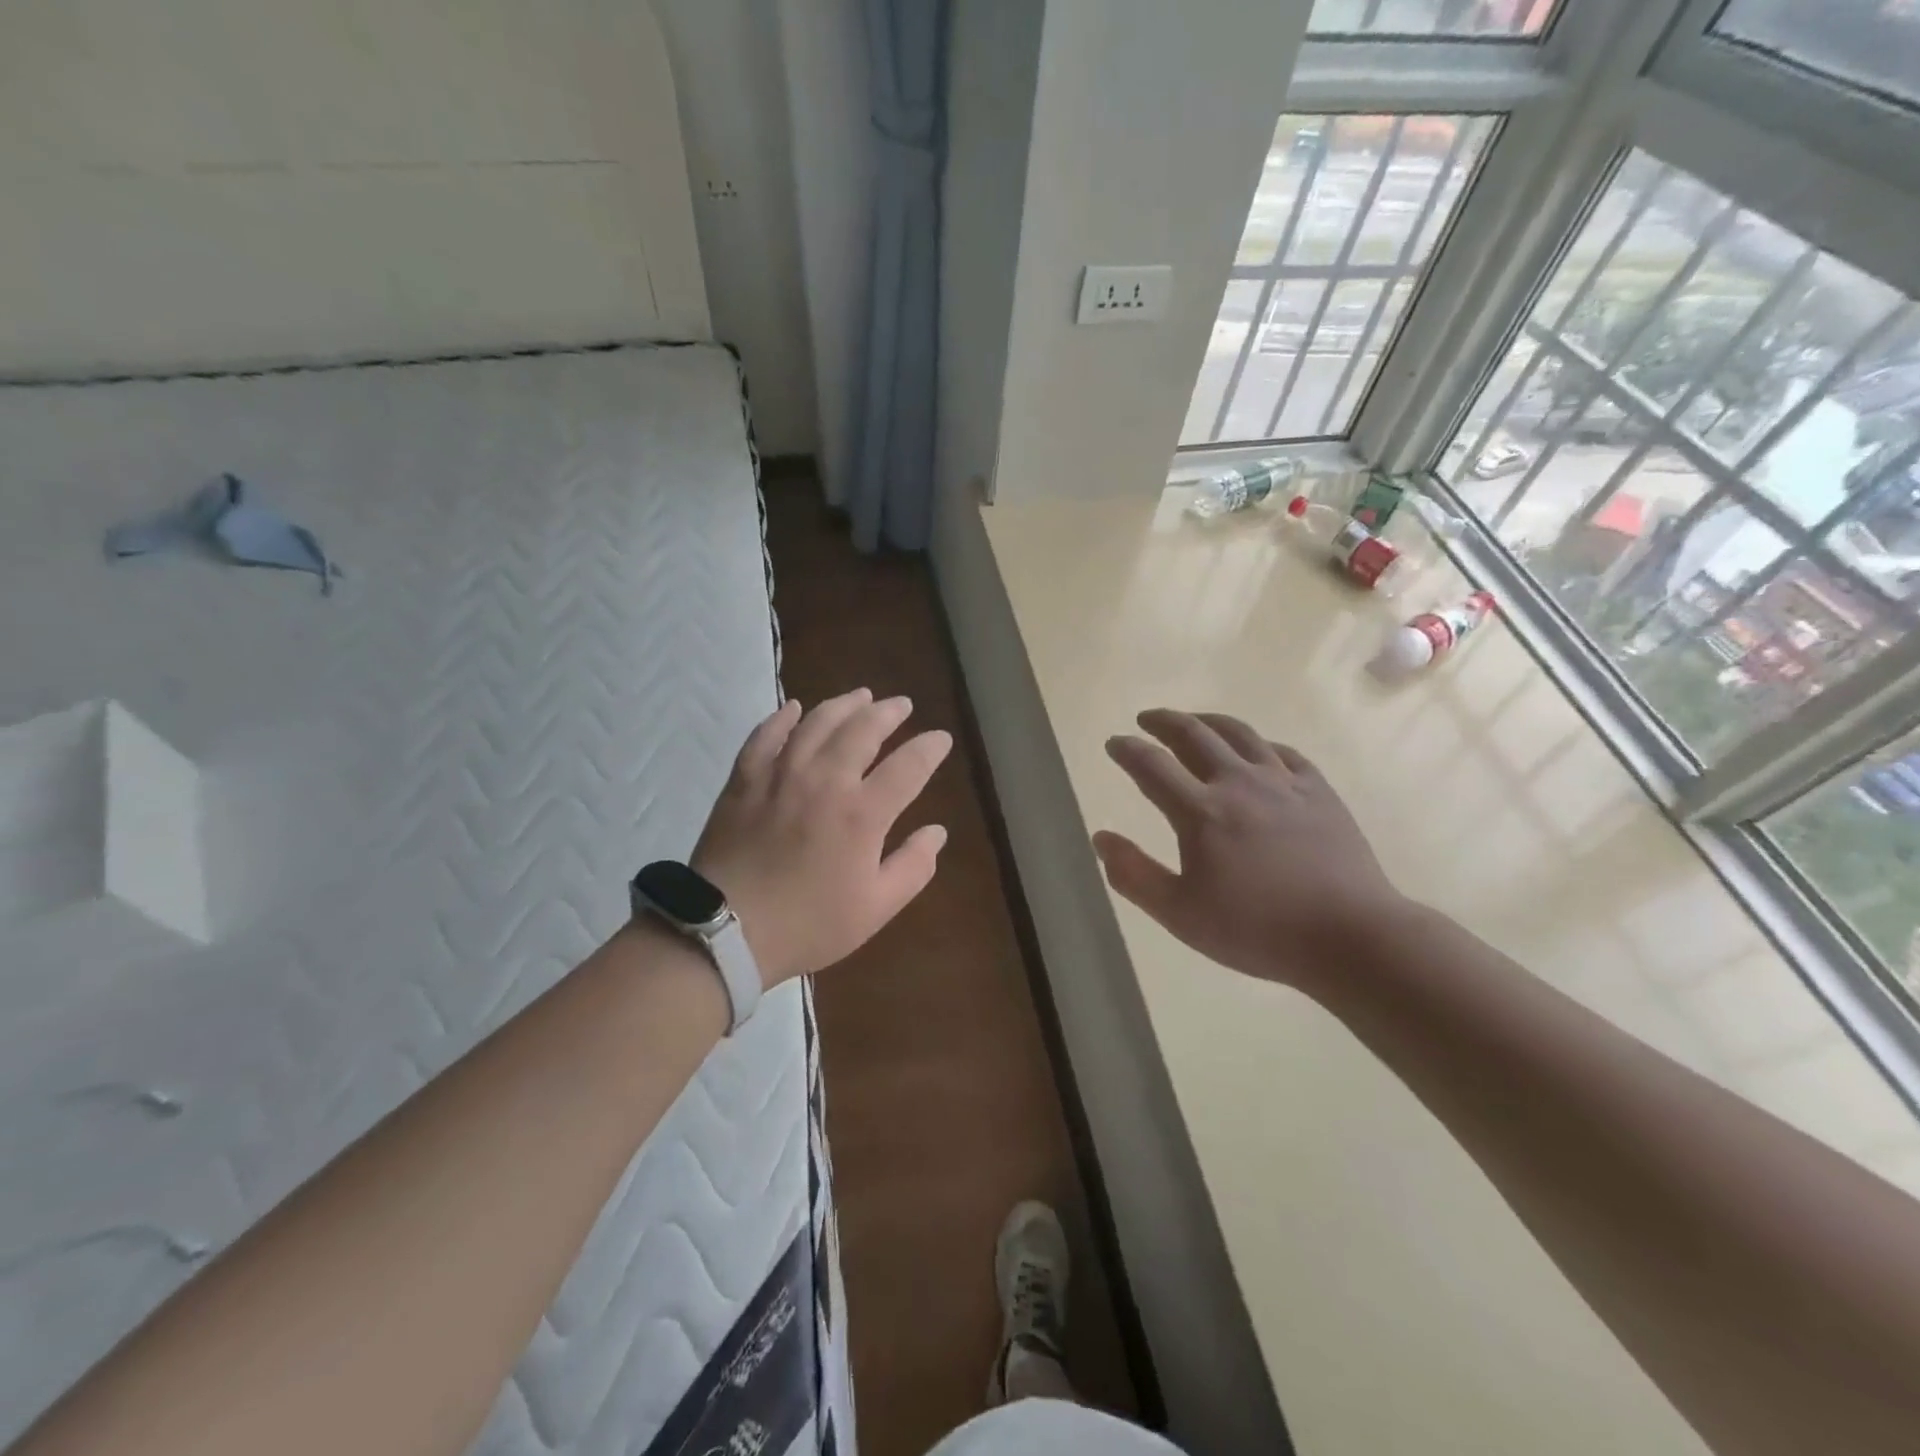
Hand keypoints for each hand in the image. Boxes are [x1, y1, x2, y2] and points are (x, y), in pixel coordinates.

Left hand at [690, 689, 952, 985]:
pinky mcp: (745, 779)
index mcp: (863, 813)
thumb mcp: (875, 908)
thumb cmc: (808, 924)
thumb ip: (913, 866)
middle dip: (888, 712)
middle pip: (863, 729)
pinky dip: (782, 717)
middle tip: (901, 704)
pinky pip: (765, 735)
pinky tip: (794, 707)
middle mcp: (825, 780)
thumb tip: (937, 832)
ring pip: (817, 722)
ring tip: (861, 695)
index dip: (930, 748)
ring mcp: (781, 774)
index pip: (908, 766)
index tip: (941, 739)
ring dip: (844, 704)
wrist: (725, 930)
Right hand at [1092, 709, 1402, 987]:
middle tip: (1147, 719)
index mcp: (1201, 811)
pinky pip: (1283, 752)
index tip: (1114, 743)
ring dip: (1208, 721)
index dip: (1127, 750)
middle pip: (1194, 735)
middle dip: (1164, 722)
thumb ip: (1134, 875)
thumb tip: (1100, 838)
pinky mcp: (1319, 791)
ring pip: (1239, 733)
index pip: (1152, 766)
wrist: (1349, 935)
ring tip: (1193, 721)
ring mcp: (1283, 782)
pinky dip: (1259, 743)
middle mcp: (1238, 783)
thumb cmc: (1257, 930)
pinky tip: (1256, 750)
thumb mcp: (1180, 914)